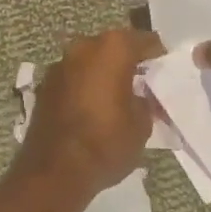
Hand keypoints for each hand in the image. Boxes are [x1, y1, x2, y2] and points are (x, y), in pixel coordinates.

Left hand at [11, 27, 162, 211]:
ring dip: (104, 72)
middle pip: (113, 46)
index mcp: (112, 49)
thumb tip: (142, 95)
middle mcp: (84, 47)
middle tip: (143, 81)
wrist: (55, 170)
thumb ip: (146, 101)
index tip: (165, 68)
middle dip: (128, 61)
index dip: (158, 54)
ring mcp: (60, 64)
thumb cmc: (106, 142)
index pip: (144, 40)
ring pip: (91, 60)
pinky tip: (94, 106)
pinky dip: (85, 85)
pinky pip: (74, 77)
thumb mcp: (142, 124)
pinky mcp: (45, 85)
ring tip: (118, 95)